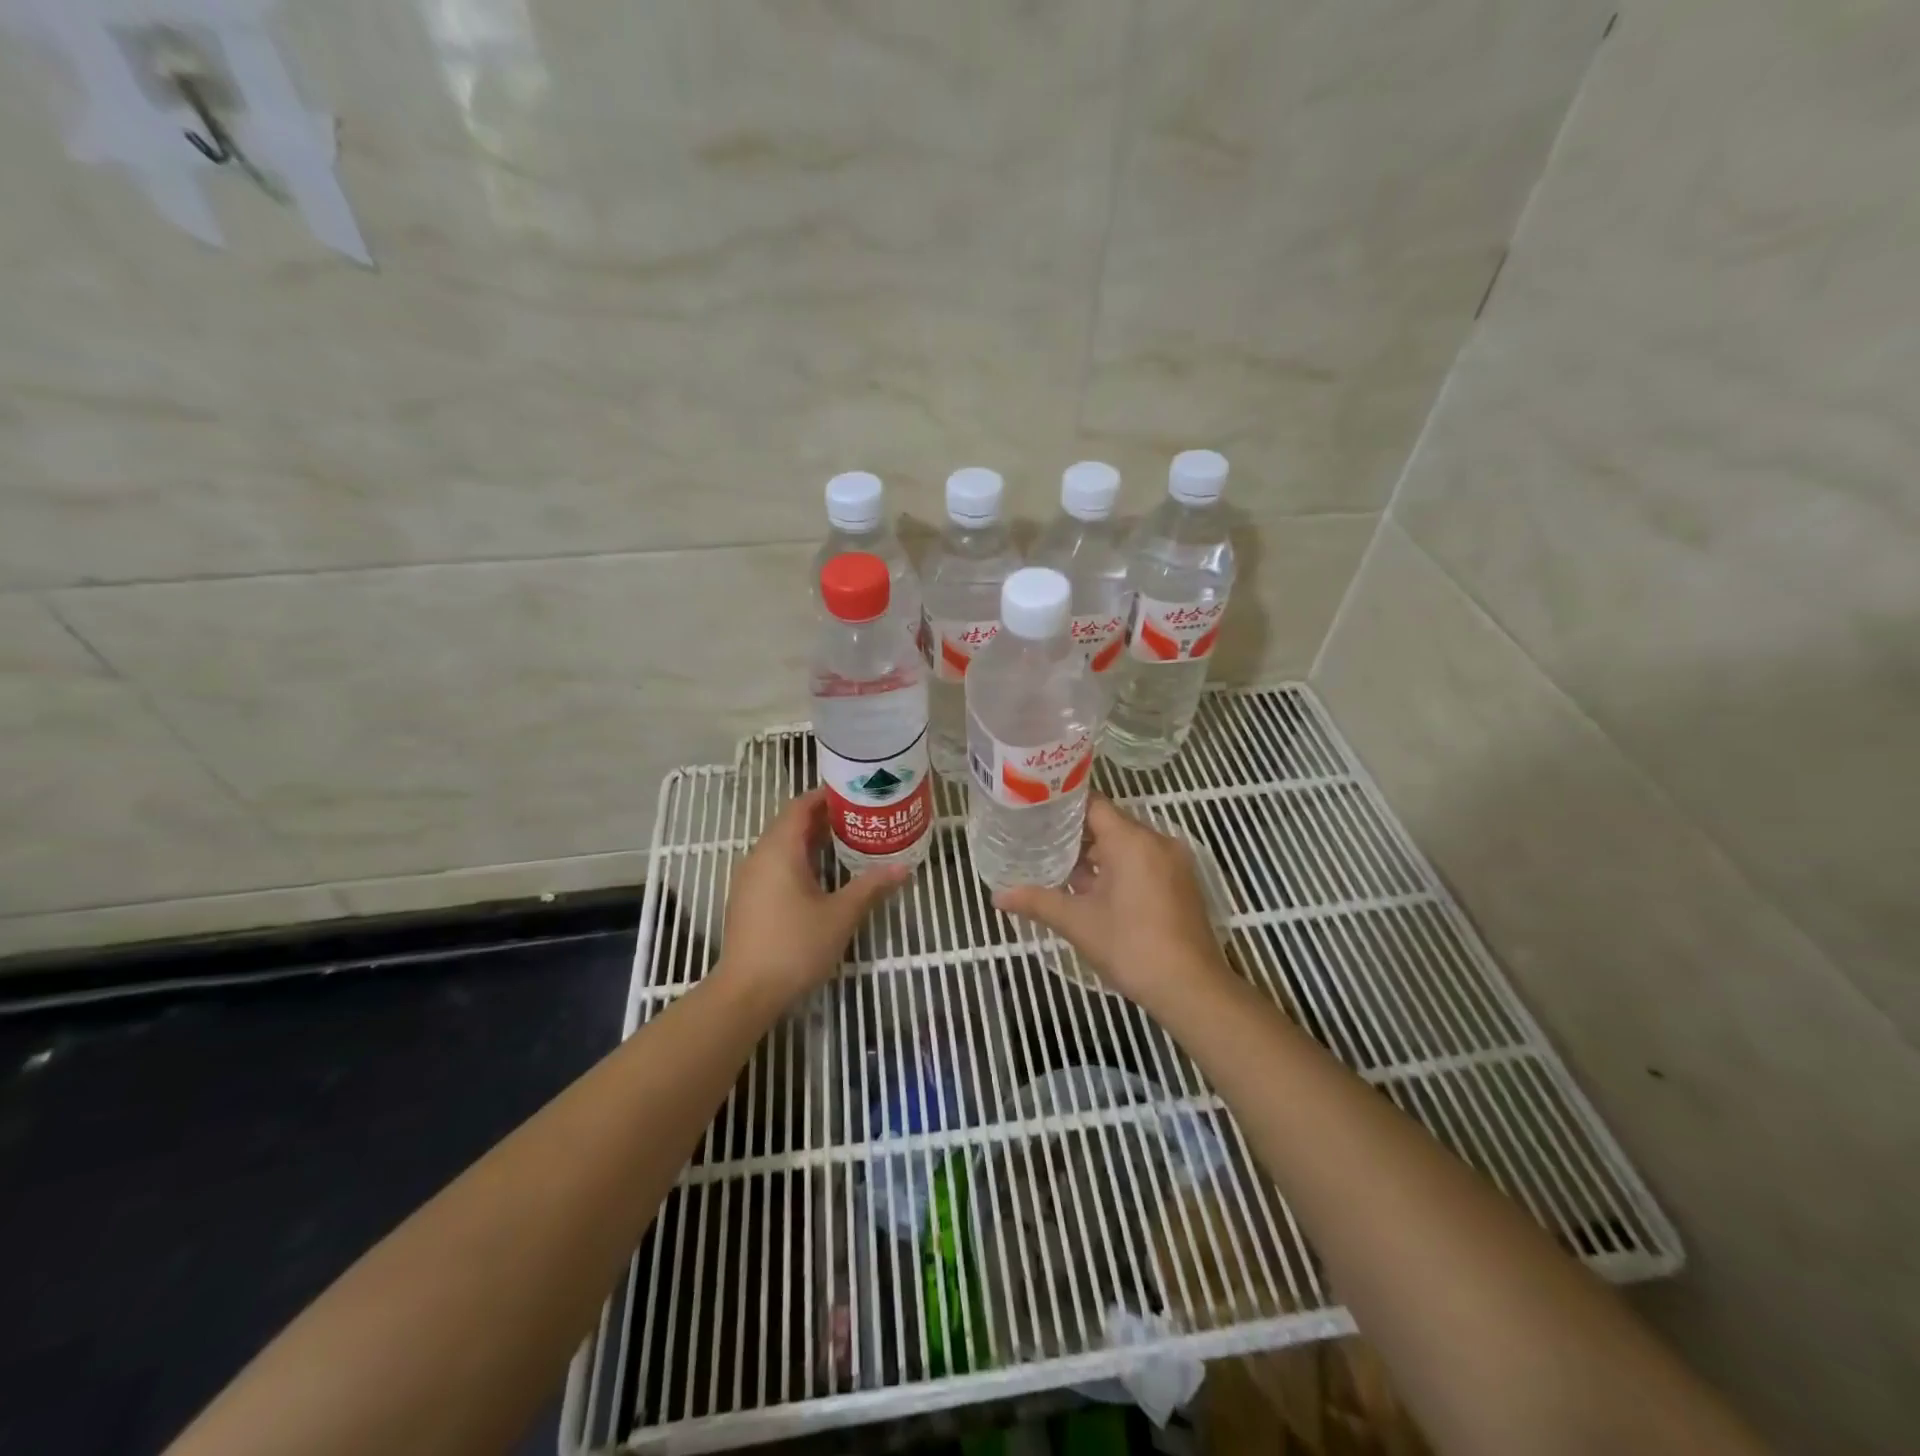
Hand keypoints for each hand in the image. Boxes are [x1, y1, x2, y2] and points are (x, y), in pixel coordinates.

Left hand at [715, 788, 910, 1006]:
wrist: (746, 992)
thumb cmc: (795, 946)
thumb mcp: (840, 915)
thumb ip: (871, 887)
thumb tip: (903, 867)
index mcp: (779, 850)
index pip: (800, 806)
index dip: (826, 796)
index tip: (855, 794)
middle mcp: (759, 856)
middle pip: (790, 824)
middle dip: (823, 818)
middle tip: (860, 818)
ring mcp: (749, 879)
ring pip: (782, 846)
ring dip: (811, 840)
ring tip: (847, 842)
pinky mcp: (747, 900)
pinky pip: (774, 865)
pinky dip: (798, 860)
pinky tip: (821, 876)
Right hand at [993, 796, 1228, 1012]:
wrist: (1190, 988)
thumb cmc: (1131, 946)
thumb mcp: (1078, 922)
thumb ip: (1037, 901)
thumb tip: (997, 896)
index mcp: (1132, 840)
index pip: (1093, 804)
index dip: (1062, 806)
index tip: (1034, 812)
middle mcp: (1156, 841)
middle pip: (1109, 824)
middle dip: (1075, 835)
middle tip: (1038, 842)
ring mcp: (1173, 862)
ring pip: (1126, 846)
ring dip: (1096, 856)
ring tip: (1058, 868)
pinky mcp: (1181, 883)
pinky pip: (1143, 862)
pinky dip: (1118, 869)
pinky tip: (1091, 891)